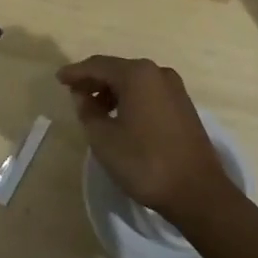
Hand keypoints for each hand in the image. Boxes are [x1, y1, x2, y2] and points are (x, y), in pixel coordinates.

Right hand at [57, 55, 231, 226]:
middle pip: (117, 70)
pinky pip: (149, 93)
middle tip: (75, 94)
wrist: (198, 192)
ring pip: (134, 82)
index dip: (76, 72)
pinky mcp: (183, 105)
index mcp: (137, 74)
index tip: (58, 79)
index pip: (98, 65)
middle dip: (94, 81)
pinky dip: (131, 99)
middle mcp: (157, 72)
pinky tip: (121, 117)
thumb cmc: (145, 162)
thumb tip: (83, 95)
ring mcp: (174, 88)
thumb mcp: (104, 139)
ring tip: (96, 110)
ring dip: (112, 92)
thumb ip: (87, 111)